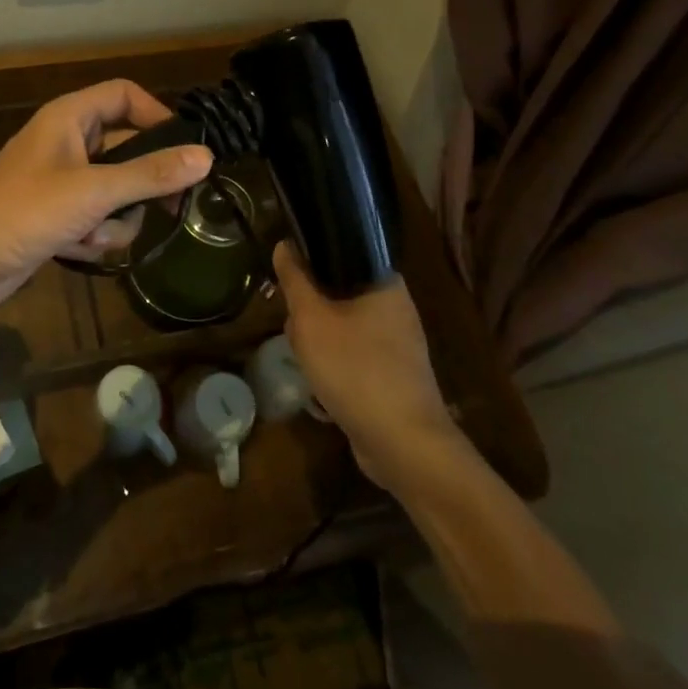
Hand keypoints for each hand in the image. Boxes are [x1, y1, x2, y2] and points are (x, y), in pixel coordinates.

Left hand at [0, 79, 212, 308]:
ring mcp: (63, 182)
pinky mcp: (58, 216)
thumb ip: (150, 174)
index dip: (158, 115)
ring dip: (114, 220)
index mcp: (70, 118)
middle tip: (172, 209)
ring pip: (117, 192)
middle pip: (128, 149)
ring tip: (95, 234)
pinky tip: (76, 250)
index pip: (126, 96)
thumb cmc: (24, 212)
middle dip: (142, 185)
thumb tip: (205, 157)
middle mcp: (69, 143)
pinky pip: (97, 218)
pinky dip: (94, 236)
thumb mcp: (94, 191)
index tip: (185, 150)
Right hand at [274, 240, 465, 488]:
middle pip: (338, 292)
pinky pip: (355, 355)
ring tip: (306, 360)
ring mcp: (399, 343)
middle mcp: (397, 306)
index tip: (287, 281)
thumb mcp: (311, 320)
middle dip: (310, 311)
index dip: (310, 262)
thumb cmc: (355, 369)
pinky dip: (336, 365)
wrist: (403, 443)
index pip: (342, 252)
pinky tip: (321, 385)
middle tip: (296, 329)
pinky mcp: (394, 374)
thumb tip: (284, 245)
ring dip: (319, 342)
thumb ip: (295, 280)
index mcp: (385, 282)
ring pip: (343, 326)